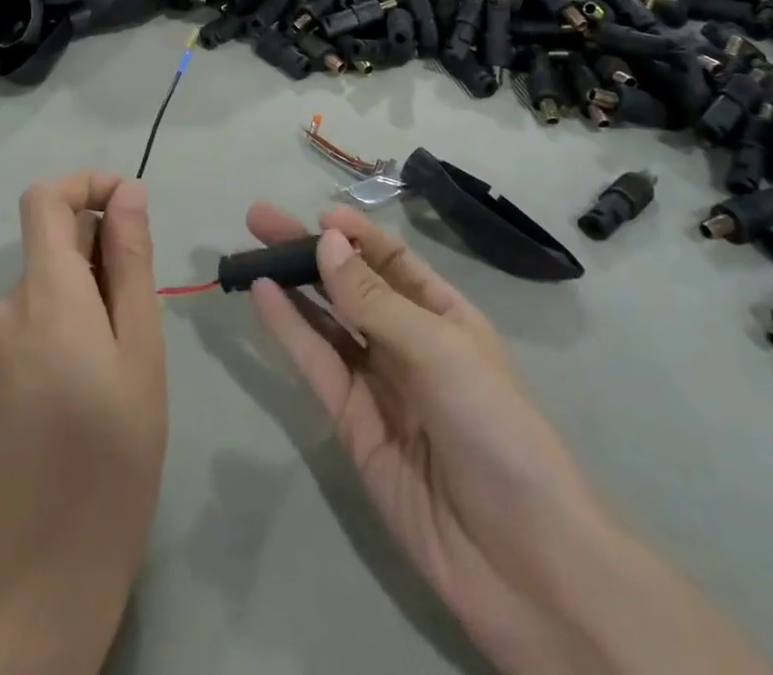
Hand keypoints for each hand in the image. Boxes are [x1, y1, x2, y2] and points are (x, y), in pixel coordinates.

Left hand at [0, 173, 165, 674]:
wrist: (47, 568)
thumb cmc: (114, 452)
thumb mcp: (141, 347)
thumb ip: (131, 260)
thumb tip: (129, 191)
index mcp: (45, 293)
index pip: (44, 197)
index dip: (87, 182)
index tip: (133, 206)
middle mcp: (8, 305)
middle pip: (52, 237)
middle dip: (103, 243)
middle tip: (145, 301)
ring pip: (50, 276)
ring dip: (93, 283)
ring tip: (129, 346)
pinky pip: (38, 310)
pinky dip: (74, 312)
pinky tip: (100, 369)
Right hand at [246, 202, 770, 674]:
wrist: (521, 559)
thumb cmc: (494, 428)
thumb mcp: (439, 350)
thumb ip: (375, 300)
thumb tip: (325, 241)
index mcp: (444, 314)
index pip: (393, 260)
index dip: (355, 234)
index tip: (318, 213)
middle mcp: (408, 341)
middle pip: (351, 284)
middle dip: (310, 249)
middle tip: (259, 218)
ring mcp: (378, 383)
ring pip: (327, 320)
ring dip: (291, 284)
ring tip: (251, 250)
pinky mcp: (352, 424)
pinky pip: (318, 364)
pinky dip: (289, 329)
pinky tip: (263, 296)